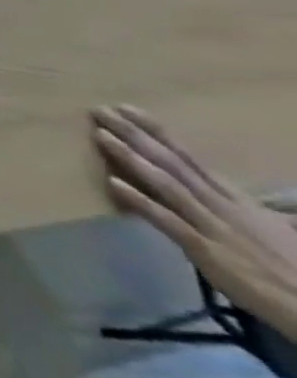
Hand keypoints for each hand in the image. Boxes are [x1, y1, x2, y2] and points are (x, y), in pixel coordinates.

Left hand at [93, 105, 296, 340]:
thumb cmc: (295, 268)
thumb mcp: (274, 229)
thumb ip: (249, 208)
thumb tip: (239, 193)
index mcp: (235, 200)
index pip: (189, 158)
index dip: (156, 132)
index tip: (125, 109)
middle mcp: (221, 205)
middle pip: (172, 163)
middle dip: (134, 135)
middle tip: (99, 110)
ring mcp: (211, 226)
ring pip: (166, 184)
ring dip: (131, 158)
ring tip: (100, 135)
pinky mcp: (206, 251)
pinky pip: (168, 221)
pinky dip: (141, 202)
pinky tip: (113, 183)